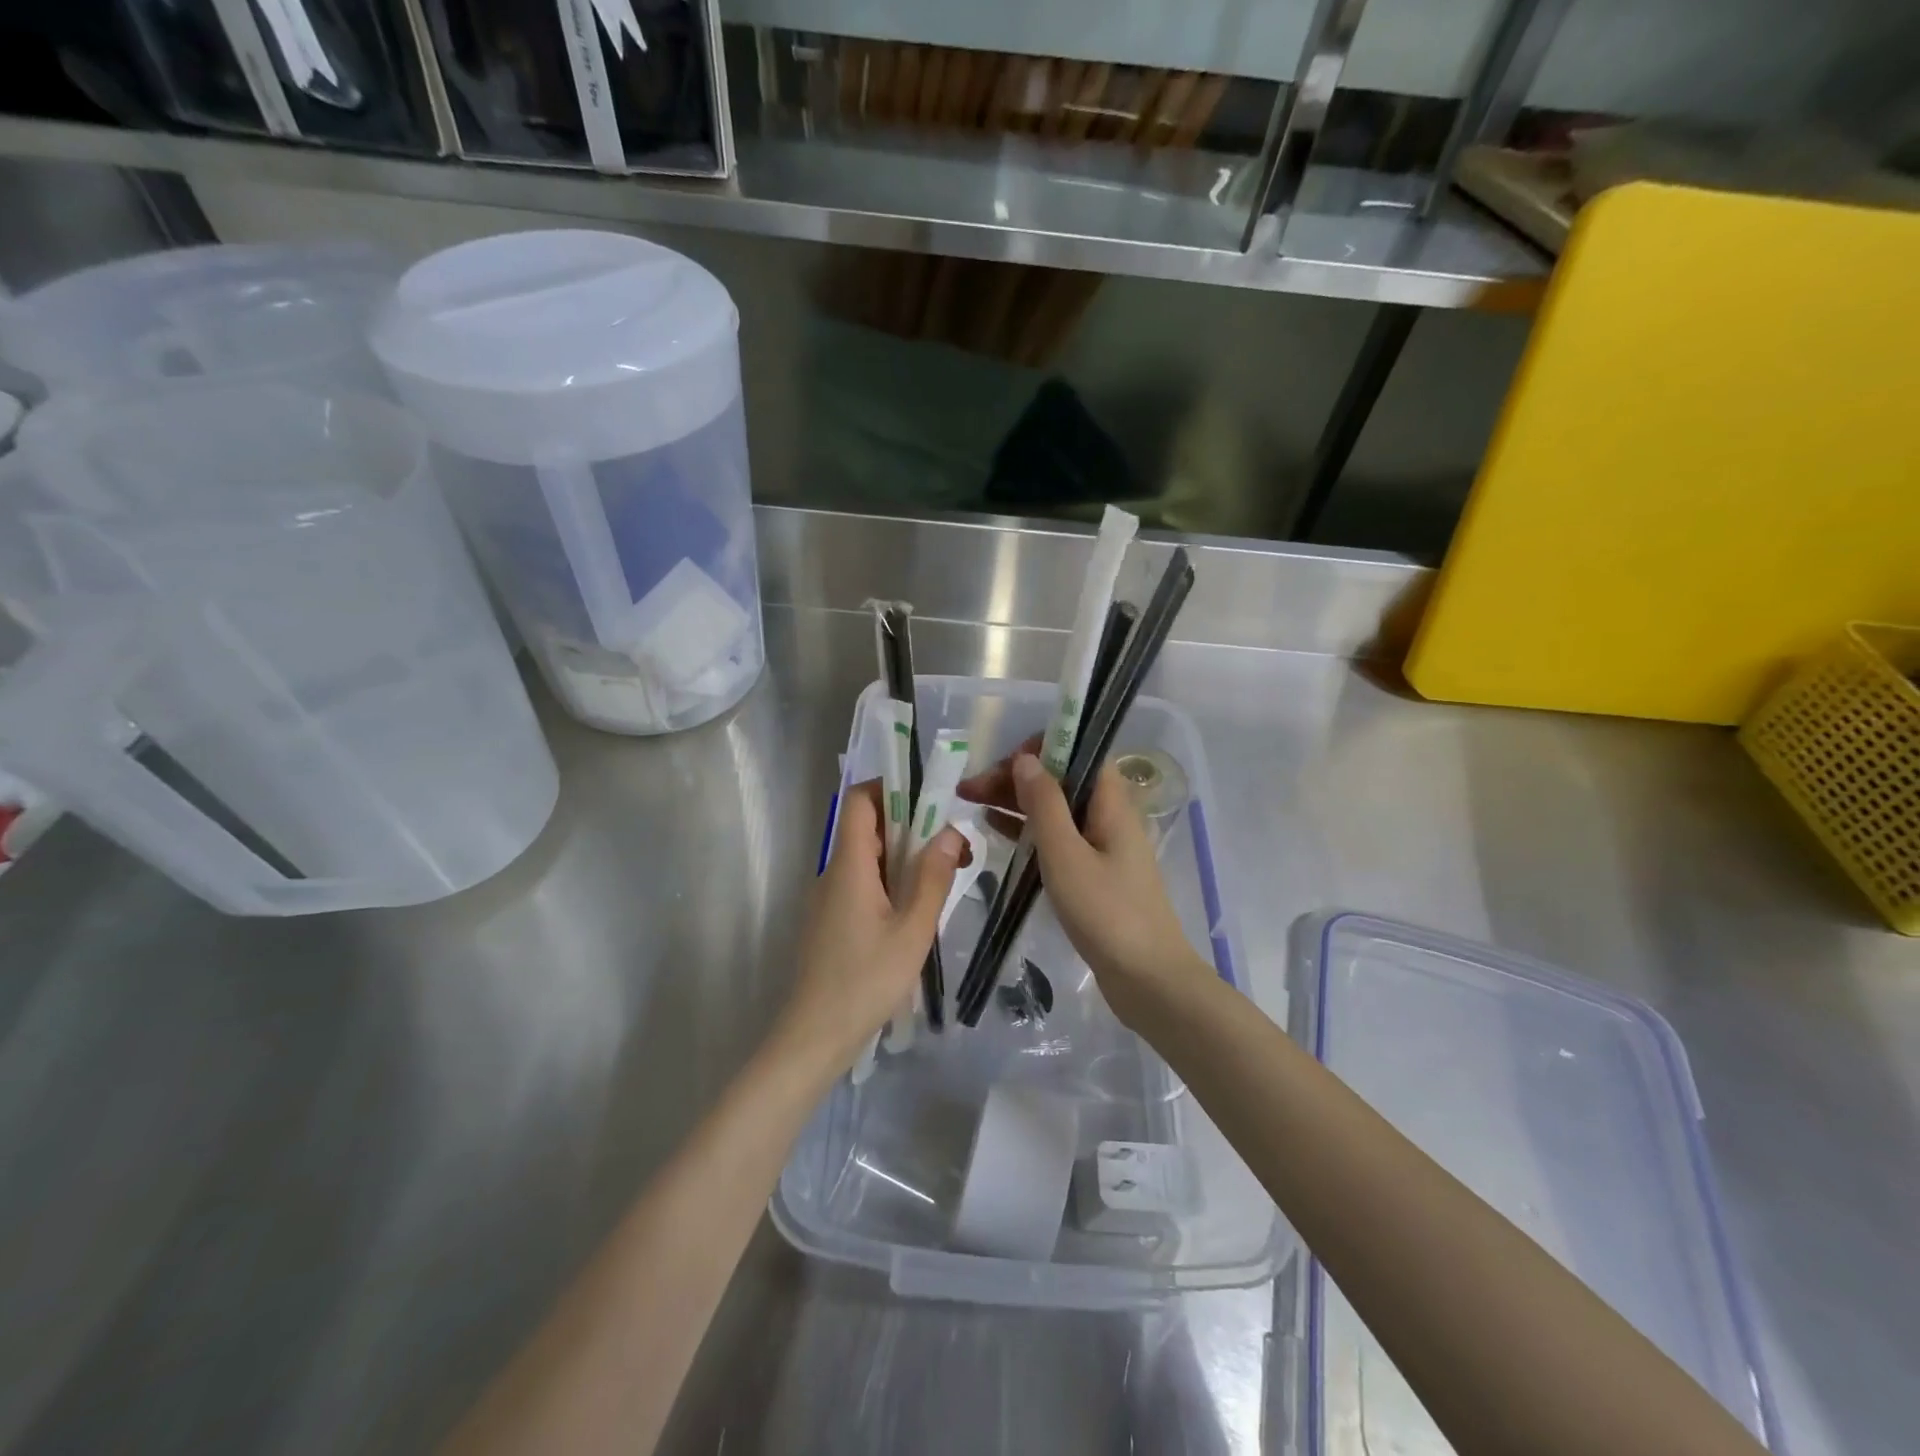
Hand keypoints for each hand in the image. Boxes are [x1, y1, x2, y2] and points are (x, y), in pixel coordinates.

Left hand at [771, 780, 963, 1081]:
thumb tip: (950, 832)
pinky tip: (914, 909)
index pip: (858, 800)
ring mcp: (828, 898)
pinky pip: (860, 883)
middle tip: (950, 846)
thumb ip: (933, 878)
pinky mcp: (830, 920)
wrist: (815, 1036)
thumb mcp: (912, 930)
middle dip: (909, 826)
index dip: (890, 788)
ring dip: (901, 857)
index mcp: (848, 865)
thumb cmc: (866, 980)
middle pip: (865, 827)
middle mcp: (832, 873)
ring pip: (865, 857)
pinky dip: (888, 881)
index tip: (929, 800)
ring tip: (941, 877)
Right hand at [958, 750, 1208, 1026]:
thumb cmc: (1107, 913)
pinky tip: (995, 830)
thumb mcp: (1066, 855)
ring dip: (1015, 802)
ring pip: (1054, 810)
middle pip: (1060, 780)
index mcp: (1111, 802)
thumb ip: (1044, 805)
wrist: (1148, 980)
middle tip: (968, 789)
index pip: (1078, 752)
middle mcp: (1107, 816)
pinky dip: (1026, 831)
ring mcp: (1100, 846)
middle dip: (1015, 778)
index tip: (1003, 765)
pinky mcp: (1092, 874)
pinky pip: (1055, 839)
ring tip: (970, 804)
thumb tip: (1026, 759)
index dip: (1040, 748)